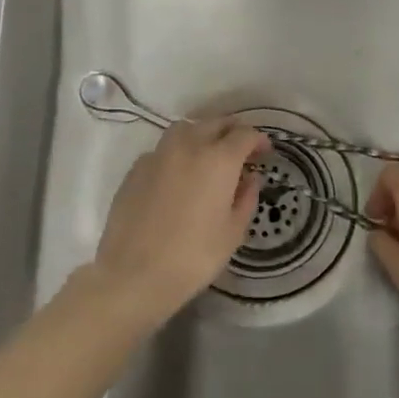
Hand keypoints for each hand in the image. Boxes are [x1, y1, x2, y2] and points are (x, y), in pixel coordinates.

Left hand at [90, 118, 267, 324]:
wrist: (134, 274)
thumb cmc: (194, 256)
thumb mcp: (233, 232)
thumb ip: (246, 198)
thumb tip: (250, 177)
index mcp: (219, 160)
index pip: (244, 134)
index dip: (258, 140)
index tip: (265, 152)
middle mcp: (189, 146)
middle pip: (215, 123)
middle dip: (232, 130)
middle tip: (241, 148)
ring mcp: (158, 155)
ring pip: (185, 129)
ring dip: (202, 133)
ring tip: (208, 153)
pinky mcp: (136, 169)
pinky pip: (163, 149)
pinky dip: (177, 152)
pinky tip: (178, 174)